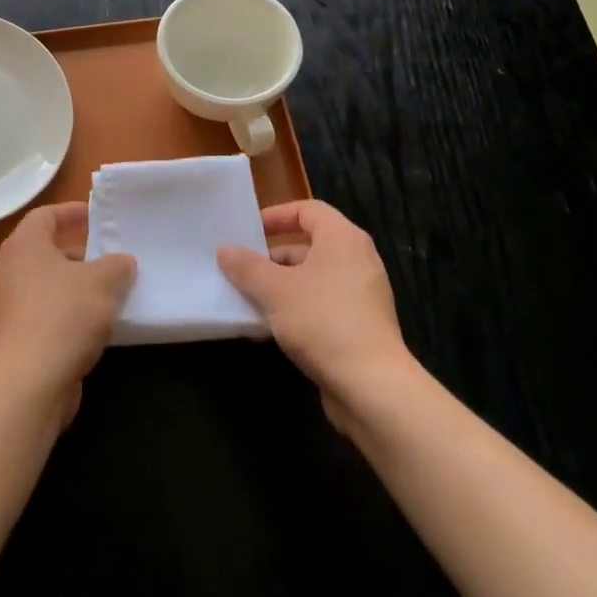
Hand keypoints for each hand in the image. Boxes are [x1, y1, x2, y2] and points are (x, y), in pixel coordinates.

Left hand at [0, 202, 134, 423]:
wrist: (30, 380)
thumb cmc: (65, 315)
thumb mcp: (103, 281)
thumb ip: (117, 265)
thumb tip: (122, 262)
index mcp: (25, 246)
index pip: (45, 215)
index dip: (71, 212)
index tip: (95, 216)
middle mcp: (11, 270)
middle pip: (47, 251)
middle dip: (81, 254)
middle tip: (111, 258)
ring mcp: (11, 305)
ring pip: (50, 285)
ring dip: (78, 286)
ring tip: (112, 292)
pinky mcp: (18, 336)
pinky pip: (48, 313)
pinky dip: (71, 313)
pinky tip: (98, 325)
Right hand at [218, 201, 414, 426]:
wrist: (372, 386)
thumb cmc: (322, 322)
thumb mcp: (275, 290)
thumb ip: (247, 267)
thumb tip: (225, 250)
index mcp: (343, 239)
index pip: (308, 210)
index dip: (276, 215)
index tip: (248, 231)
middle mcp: (357, 260)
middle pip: (309, 245)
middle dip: (272, 257)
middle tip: (242, 269)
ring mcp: (361, 295)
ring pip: (312, 279)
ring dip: (279, 286)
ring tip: (247, 300)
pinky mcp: (359, 326)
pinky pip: (320, 305)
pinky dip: (295, 309)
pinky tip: (268, 329)